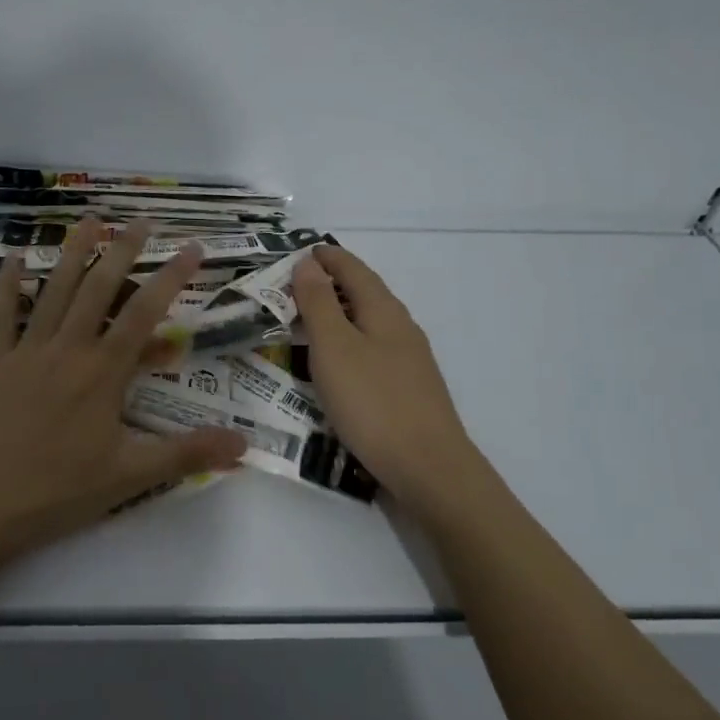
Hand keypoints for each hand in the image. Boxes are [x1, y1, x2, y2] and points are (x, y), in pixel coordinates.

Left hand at [0, 218, 247, 563]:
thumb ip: (185, 454)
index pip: (144, 313)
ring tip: (89, 220)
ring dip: (72, 252)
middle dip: (123, 251)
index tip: (191, 247)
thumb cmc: (55, 492)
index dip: (171, 276)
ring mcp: (26, 351)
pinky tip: (10, 258)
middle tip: (141, 221)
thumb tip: (244, 445)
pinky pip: (1, 314)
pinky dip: (6, 284)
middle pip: (98, 288)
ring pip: (53, 290)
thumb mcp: (128, 477)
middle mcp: (66, 349)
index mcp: (102, 372)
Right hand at [291, 245, 474, 508]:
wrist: (428, 467)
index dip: (326, 257)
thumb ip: (319, 303)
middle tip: (291, 286)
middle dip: (330, 283)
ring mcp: (408, 360)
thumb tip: (308, 263)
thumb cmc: (373, 401)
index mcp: (384, 310)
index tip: (298, 251)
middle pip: (363, 293)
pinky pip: (370, 350)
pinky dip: (346, 343)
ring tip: (305, 321)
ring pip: (367, 323)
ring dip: (337, 315)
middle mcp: (400, 327)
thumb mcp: (334, 347)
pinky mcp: (406, 388)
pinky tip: (333, 363)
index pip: (352, 269)